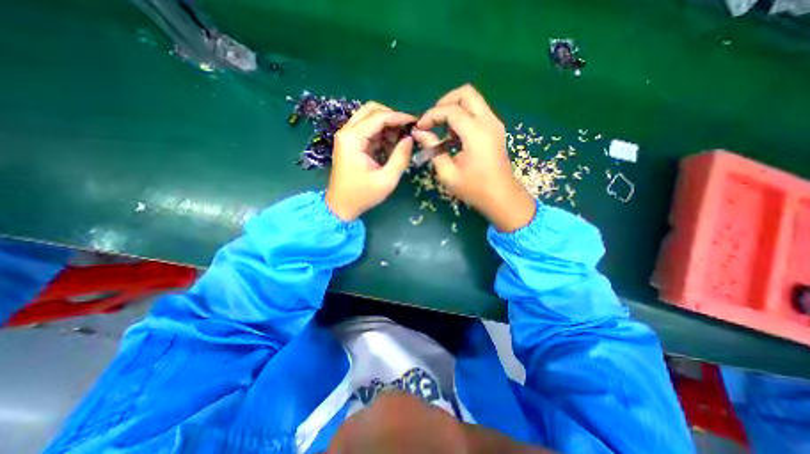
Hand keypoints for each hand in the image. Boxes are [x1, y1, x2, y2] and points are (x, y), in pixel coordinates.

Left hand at [326, 102, 413, 222]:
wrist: (341, 206)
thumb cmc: (363, 195)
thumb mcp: (387, 180)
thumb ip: (400, 157)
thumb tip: (410, 139)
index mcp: (353, 138)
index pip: (379, 116)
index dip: (399, 117)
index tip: (415, 123)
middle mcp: (347, 132)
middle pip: (371, 110)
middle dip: (392, 117)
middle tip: (407, 130)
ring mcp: (347, 137)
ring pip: (369, 118)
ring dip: (387, 125)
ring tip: (401, 141)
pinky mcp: (350, 143)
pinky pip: (367, 130)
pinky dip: (381, 134)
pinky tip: (391, 147)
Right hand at [414, 84, 535, 232]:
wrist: (502, 198)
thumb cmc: (475, 189)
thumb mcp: (448, 173)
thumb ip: (433, 149)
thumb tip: (419, 133)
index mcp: (476, 134)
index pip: (450, 110)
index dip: (431, 115)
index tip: (420, 127)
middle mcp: (488, 122)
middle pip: (466, 93)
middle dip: (444, 102)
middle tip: (432, 120)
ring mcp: (495, 124)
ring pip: (473, 100)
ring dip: (454, 109)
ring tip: (442, 130)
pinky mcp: (495, 129)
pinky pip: (477, 112)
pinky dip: (463, 117)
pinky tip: (454, 136)